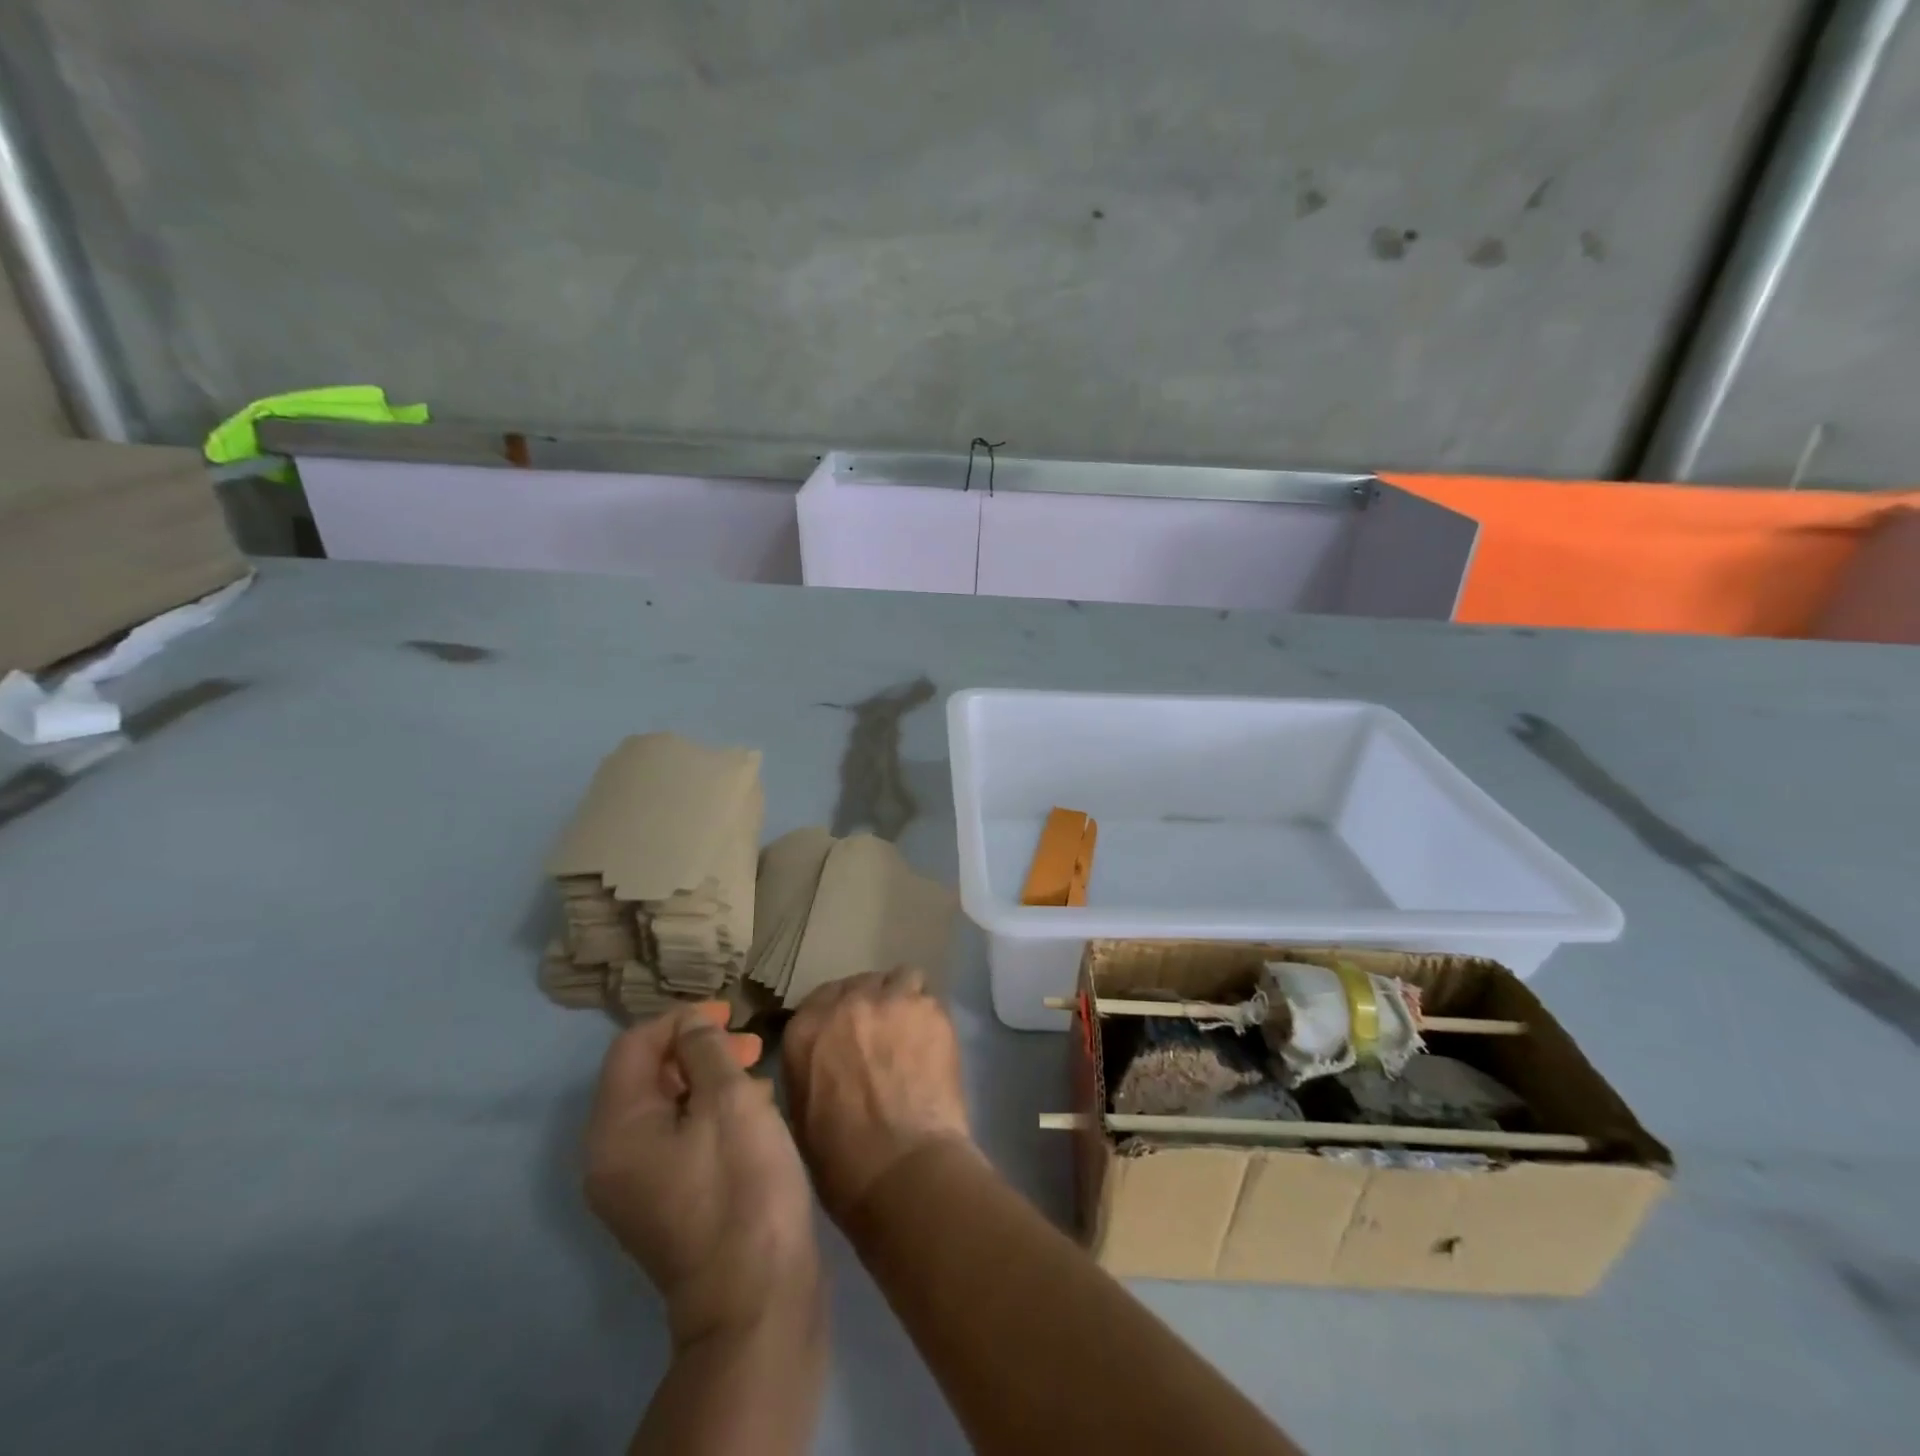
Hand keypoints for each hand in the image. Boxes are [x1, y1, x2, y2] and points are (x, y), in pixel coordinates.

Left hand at [585, 1003, 820, 1349]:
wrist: (755, 1297)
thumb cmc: (741, 1185)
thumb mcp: (729, 1100)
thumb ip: (705, 1049)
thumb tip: (691, 1025)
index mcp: (615, 1130)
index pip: (633, 1046)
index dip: (680, 1019)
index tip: (730, 1012)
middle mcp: (611, 1157)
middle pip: (646, 1075)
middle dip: (698, 1048)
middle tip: (750, 1043)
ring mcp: (635, 1186)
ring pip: (666, 1106)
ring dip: (709, 1078)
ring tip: (758, 1073)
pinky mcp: (664, 1203)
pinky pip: (677, 1137)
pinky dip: (709, 1112)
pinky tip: (754, 1111)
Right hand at [782, 967, 976, 1220]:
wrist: (903, 1171)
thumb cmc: (843, 1162)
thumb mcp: (802, 1114)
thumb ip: (810, 1068)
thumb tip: (824, 1058)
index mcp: (806, 1029)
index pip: (821, 999)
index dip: (838, 1014)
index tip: (849, 1033)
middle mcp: (847, 1003)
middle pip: (861, 983)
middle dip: (870, 1003)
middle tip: (882, 1034)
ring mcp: (892, 1001)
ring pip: (900, 979)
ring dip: (903, 999)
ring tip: (911, 1030)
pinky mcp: (931, 1010)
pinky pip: (929, 996)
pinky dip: (929, 1015)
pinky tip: (932, 1043)